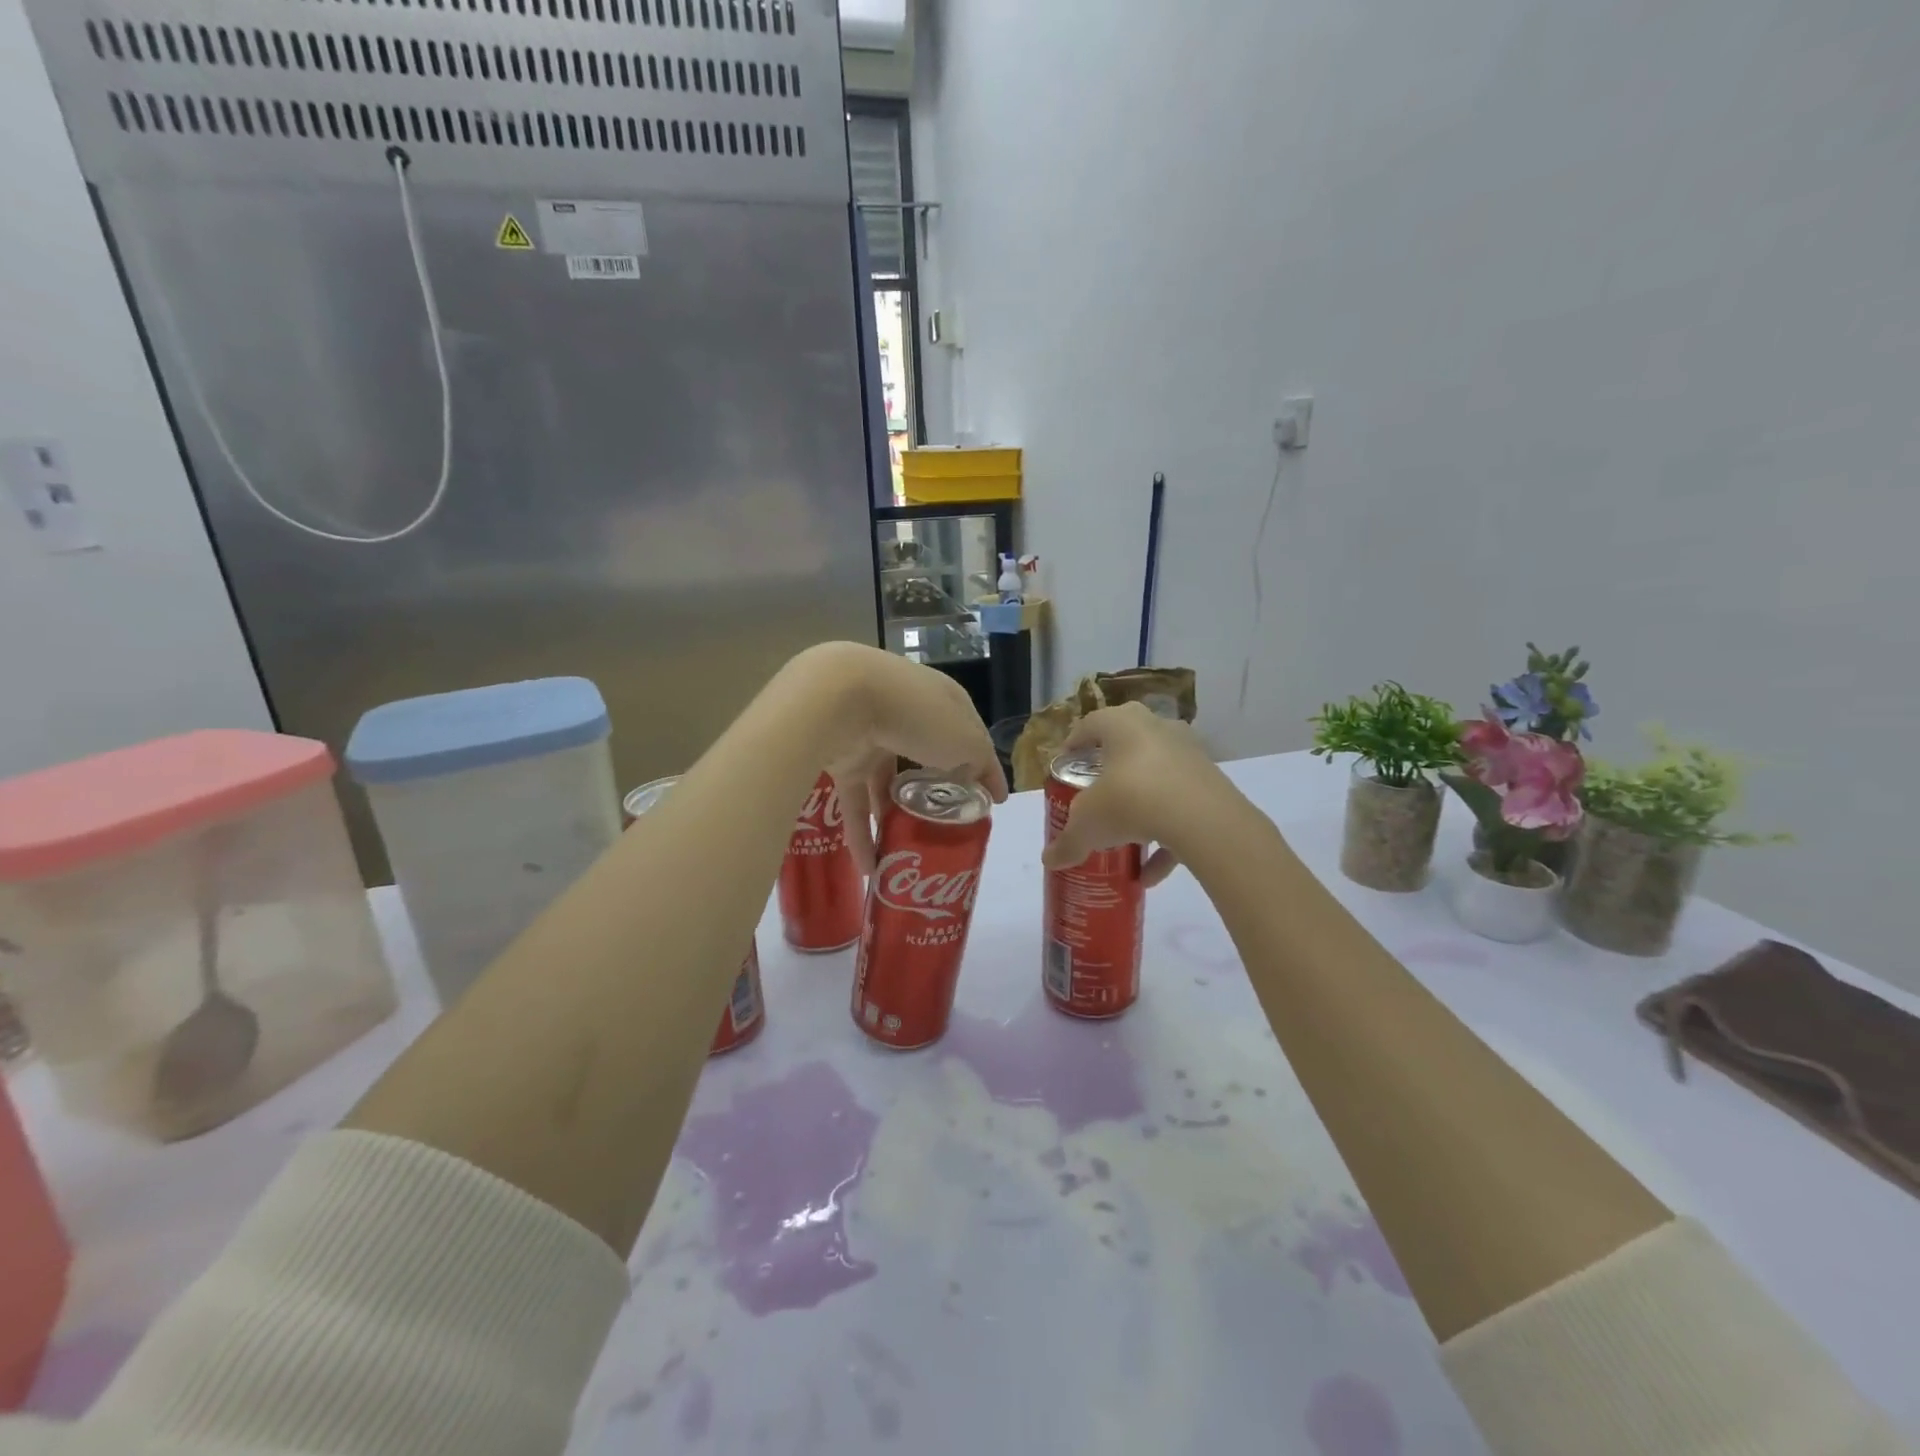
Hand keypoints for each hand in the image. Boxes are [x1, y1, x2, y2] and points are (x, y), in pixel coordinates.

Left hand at [784, 643, 1007, 872]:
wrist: (842, 698)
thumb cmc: (919, 714)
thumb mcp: (966, 739)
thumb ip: (979, 762)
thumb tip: (976, 779)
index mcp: (941, 702)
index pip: (967, 736)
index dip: (982, 767)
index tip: (994, 800)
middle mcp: (907, 715)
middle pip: (925, 758)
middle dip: (934, 790)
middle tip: (947, 826)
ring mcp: (871, 736)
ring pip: (886, 785)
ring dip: (895, 819)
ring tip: (908, 853)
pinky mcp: (842, 760)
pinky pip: (855, 804)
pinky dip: (861, 837)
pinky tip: (871, 870)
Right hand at [1039, 703, 1240, 886]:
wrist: (1201, 818)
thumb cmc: (1130, 800)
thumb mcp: (1088, 824)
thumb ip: (1068, 842)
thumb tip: (1049, 861)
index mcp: (1121, 724)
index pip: (1090, 724)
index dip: (1074, 744)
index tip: (1065, 765)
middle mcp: (1157, 729)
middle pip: (1127, 745)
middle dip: (1111, 771)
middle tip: (1096, 793)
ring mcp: (1188, 754)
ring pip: (1157, 778)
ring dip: (1141, 809)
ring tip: (1126, 842)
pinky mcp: (1212, 783)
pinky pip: (1181, 807)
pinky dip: (1166, 838)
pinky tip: (1151, 875)